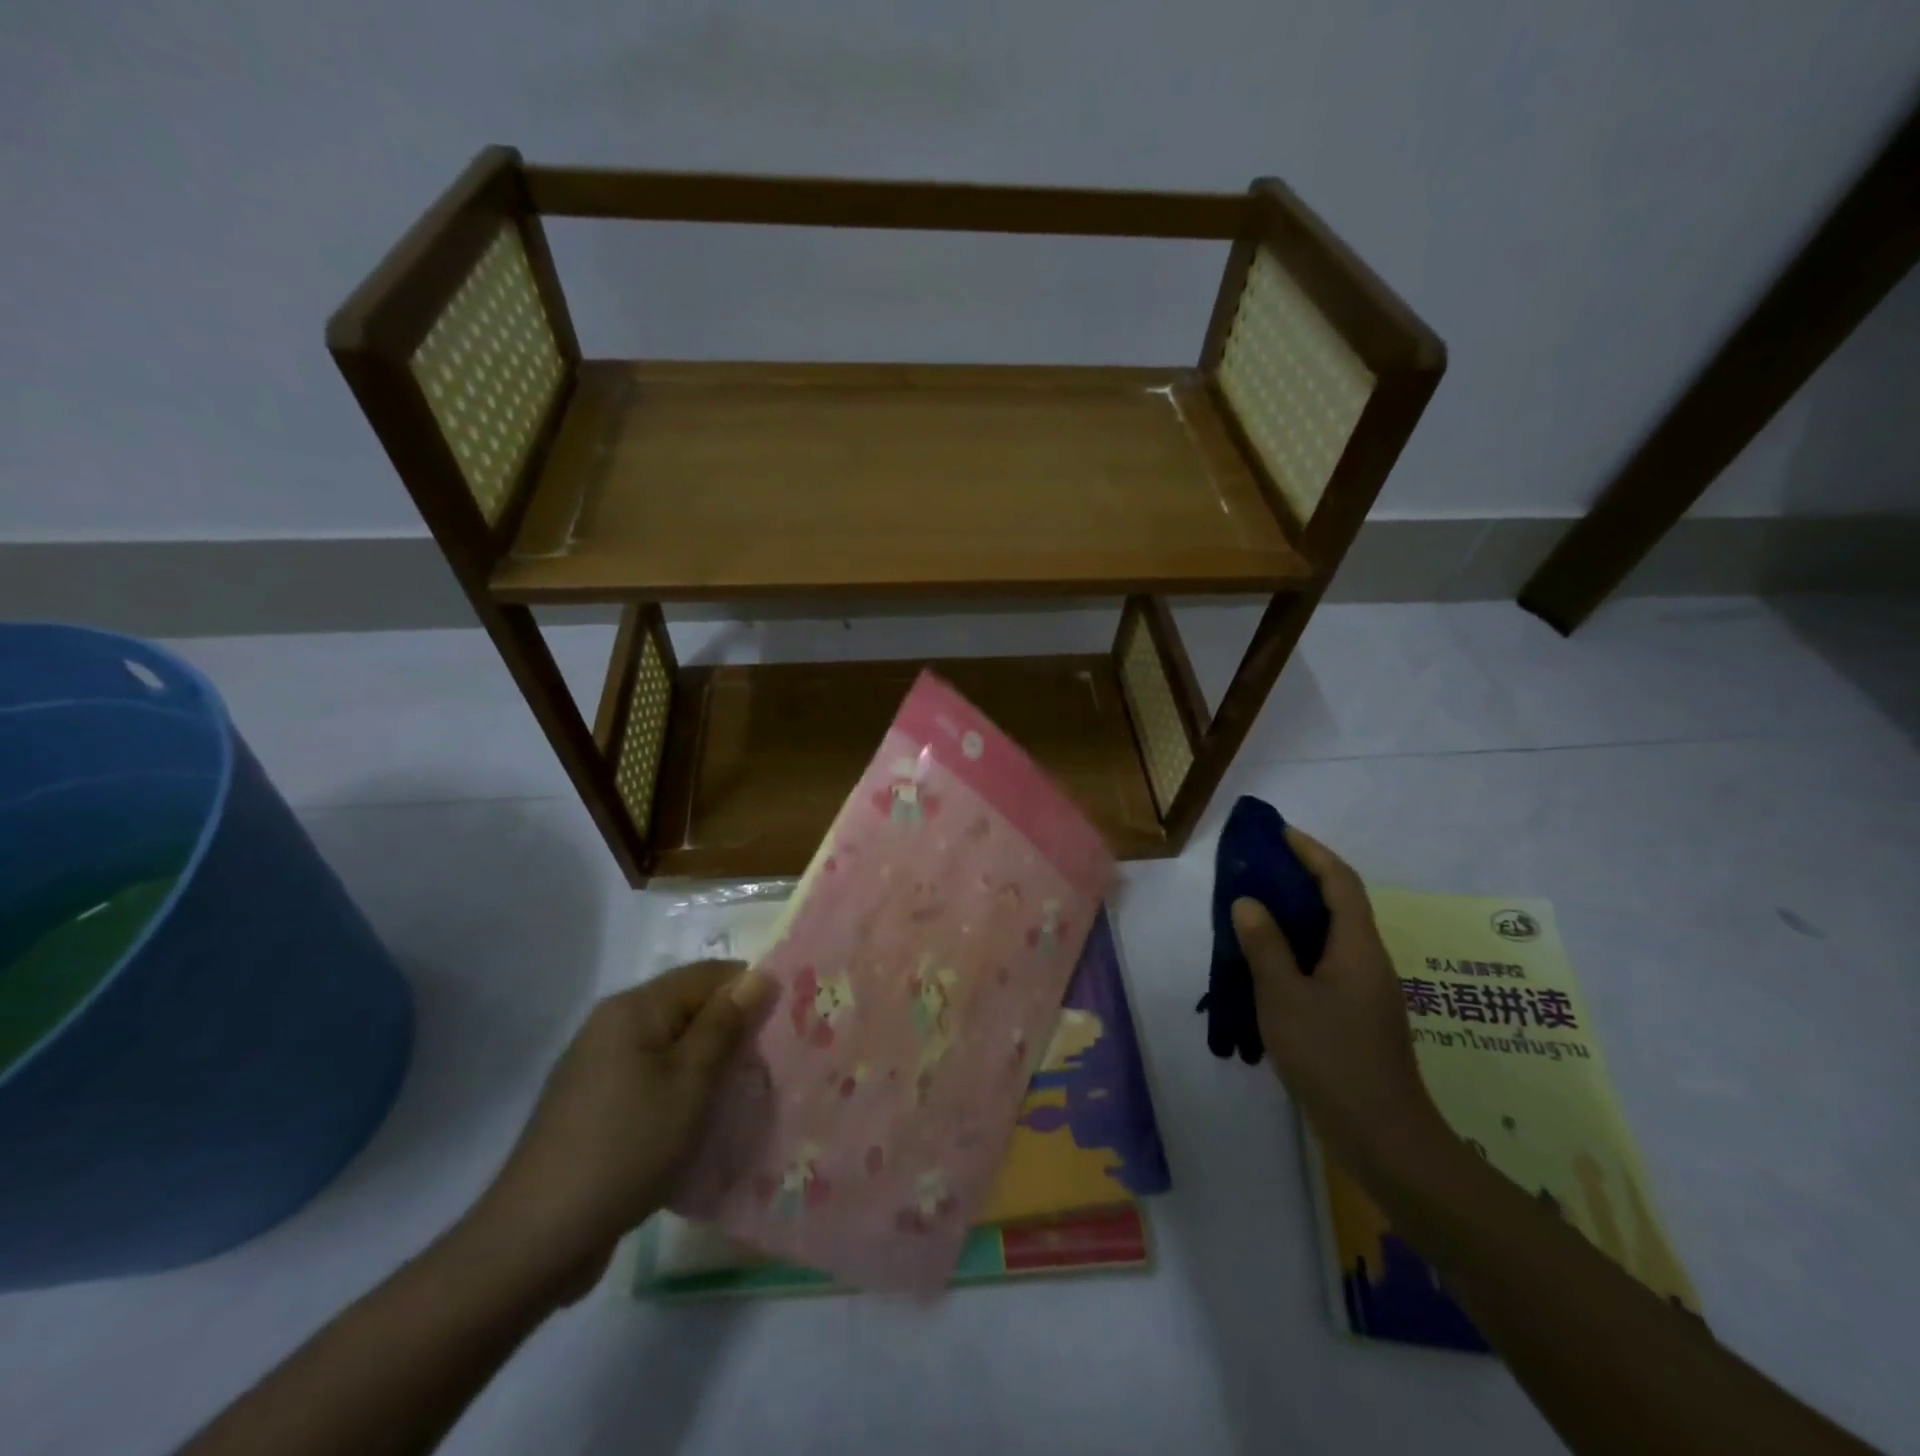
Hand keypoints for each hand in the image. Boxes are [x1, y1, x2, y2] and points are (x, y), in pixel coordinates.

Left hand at [467, 961, 773, 1298]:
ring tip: (742, 1093)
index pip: (708, 974)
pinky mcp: (593, 1103)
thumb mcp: (689, 1084)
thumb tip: (760, 976)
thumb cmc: (625, 1148)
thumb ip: (725, 1025)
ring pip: (672, 1045)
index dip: (749, 992)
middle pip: (688, 1007)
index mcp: (634, 1008)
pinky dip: (680, 1088)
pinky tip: (699, 1120)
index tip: (784, 1024)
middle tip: (769, 1064)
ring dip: (708, 1063)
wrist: (535, 1240)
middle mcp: (612, 1024)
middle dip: (731, 1029)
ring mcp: (598, 1065)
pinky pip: (651, 1076)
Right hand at [1231, 828, 1445, 1178]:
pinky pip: (1327, 963)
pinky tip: (1269, 965)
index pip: (1340, 882)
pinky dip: (1299, 949)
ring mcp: (1368, 990)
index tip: (1280, 833)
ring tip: (1256, 910)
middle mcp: (1369, 961)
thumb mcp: (1284, 998)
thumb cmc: (1332, 1058)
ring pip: (1332, 936)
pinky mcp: (1360, 1015)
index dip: (1312, 852)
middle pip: (1339, 904)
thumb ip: (1265, 946)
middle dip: (1302, 878)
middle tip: (1258, 868)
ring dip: (1298, 916)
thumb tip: (1248, 902)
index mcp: (1358, 948)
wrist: (1383, 1137)